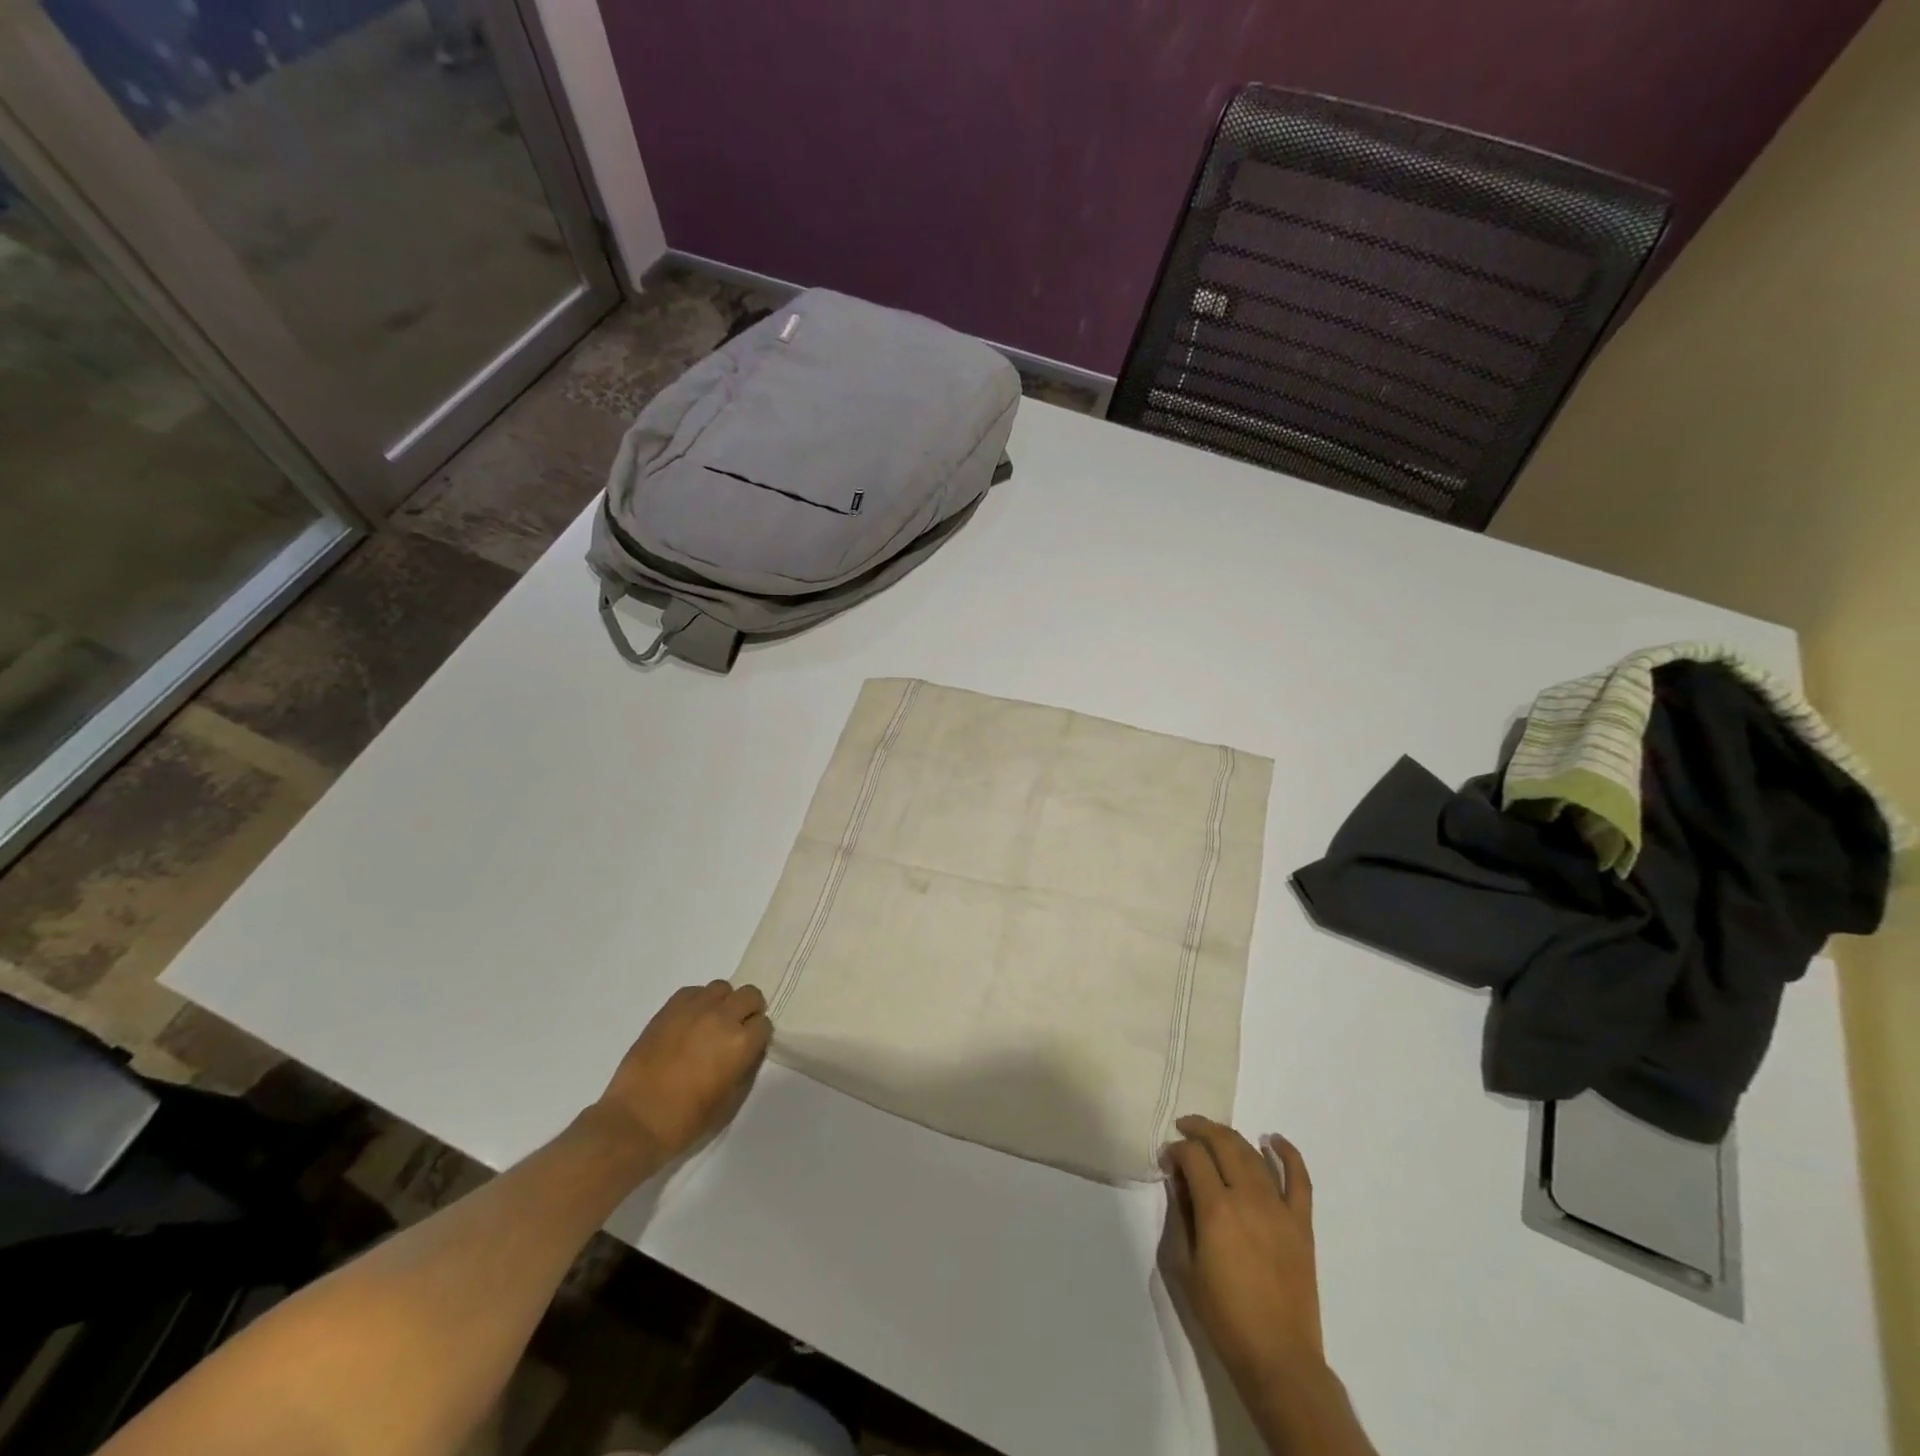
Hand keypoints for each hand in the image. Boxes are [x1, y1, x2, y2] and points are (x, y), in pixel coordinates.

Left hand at [591, 980, 771, 1163]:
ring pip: (722, 988)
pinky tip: (689, 1022)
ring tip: (710, 1024)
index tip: (749, 1048)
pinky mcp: (669, 1009)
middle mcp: (722, 1018)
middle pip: (750, 995)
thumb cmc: (687, 1120)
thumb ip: (746, 1067)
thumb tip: (749, 1050)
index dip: (757, 1036)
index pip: (764, 1024)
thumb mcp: (731, 1100)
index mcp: (741, 1043)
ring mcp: (694, 1009)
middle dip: (748, 1011)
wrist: (636, 1120)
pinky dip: (698, 1002)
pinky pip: (693, 991)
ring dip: (723, 1003)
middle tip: (735, 1031)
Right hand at [1161, 1115, 1321, 1386]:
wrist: (1278, 1357)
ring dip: (1231, 1137)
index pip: (1193, 1156)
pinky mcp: (1302, 1224)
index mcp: (1216, 1210)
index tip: (1167, 1159)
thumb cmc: (1224, 1316)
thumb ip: (1180, 1217)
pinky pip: (1299, 1179)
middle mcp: (1248, 1198)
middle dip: (1200, 1129)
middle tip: (1185, 1129)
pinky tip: (1273, 1140)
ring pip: (1253, 1155)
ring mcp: (1279, 1209)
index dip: (1176, 1150)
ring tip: (1215, 1135)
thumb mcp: (1185, 1266)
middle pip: (1223, 1144)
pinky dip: (1288, 1154)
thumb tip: (1178, 1182)